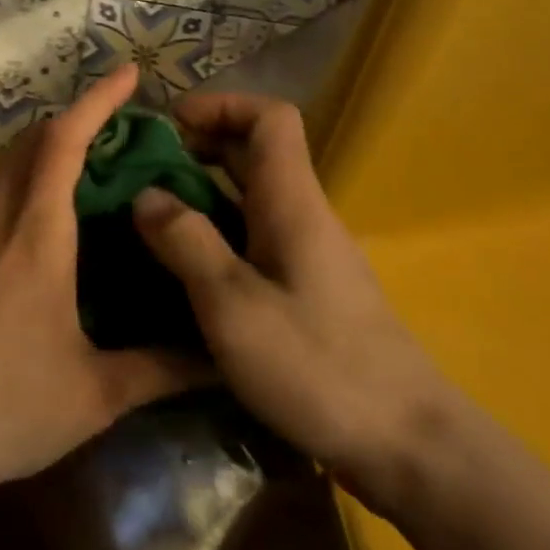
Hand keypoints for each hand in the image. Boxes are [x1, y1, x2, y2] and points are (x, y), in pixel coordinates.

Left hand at [0, 65, 202, 504]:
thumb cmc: (7, 409)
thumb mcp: (96, 393)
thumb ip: (161, 368)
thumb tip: (220, 357)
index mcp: (35, 238)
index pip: (63, 144)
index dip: (96, 102)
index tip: (128, 73)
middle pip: (29, 146)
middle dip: (72, 122)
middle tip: (118, 128)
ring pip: (6, 178)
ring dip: (46, 162)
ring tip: (91, 182)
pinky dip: (24, 200)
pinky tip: (45, 243)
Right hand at [131, 93, 443, 488]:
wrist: (406, 444)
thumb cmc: (317, 366)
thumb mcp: (233, 305)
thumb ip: (187, 243)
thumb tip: (146, 195)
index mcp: (292, 202)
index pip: (270, 117)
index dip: (222, 105)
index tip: (169, 124)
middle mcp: (303, 215)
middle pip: (256, 153)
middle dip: (199, 147)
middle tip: (143, 170)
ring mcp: (308, 254)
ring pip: (252, 198)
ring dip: (203, 192)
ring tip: (148, 214)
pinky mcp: (306, 289)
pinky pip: (255, 238)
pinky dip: (217, 233)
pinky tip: (182, 267)